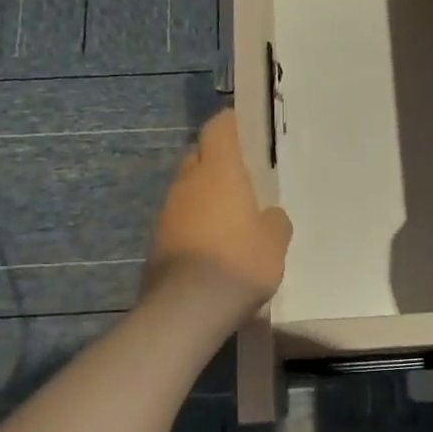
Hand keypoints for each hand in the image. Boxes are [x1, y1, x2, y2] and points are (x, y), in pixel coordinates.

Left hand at [146, 108, 291, 317]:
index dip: (230, 123)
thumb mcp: (275, 241)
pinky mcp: (157, 242)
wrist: (187, 308)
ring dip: (204, 195)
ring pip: (187, 190)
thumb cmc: (239, 261)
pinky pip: (180, 220)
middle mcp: (188, 183)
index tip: (244, 126)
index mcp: (218, 171)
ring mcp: (167, 212)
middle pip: (198, 157)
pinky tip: (213, 246)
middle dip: (216, 161)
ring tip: (230, 215)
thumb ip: (274, 221)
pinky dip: (195, 224)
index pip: (218, 129)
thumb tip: (268, 216)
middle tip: (241, 175)